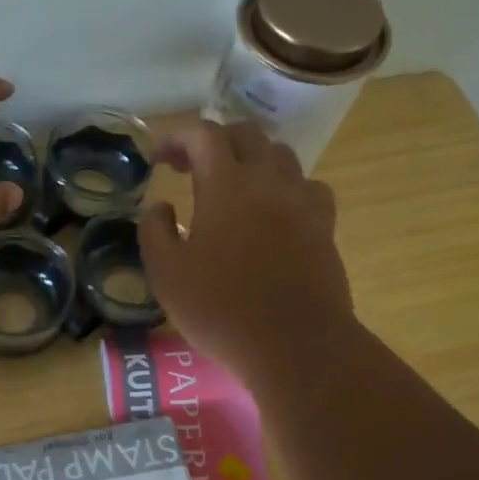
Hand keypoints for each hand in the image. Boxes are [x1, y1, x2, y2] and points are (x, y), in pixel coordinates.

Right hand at [140, 120, 353, 387]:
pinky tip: (273, 210)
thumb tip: (160, 206)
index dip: (177, 137)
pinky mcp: (324, 227)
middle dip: (213, 141)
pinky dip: (285, 186)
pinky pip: (308, 186)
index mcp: (226, 187)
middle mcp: (268, 183)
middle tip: (188, 167)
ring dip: (250, 158)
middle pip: (246, 135)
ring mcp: (302, 203)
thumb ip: (154, 231)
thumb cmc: (221, 309)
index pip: (203, 135)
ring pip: (281, 155)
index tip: (158, 158)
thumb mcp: (166, 274)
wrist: (295, 345)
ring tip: (231, 185)